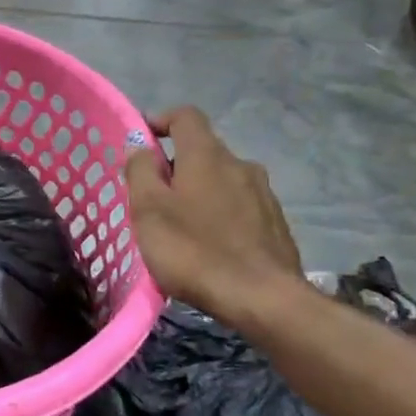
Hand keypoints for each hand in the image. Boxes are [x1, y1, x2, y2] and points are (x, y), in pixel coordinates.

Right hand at [124, 106, 304, 327]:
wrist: (264, 300)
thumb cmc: (195, 251)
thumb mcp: (149, 210)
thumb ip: (140, 170)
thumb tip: (139, 143)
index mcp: (207, 155)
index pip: (185, 116)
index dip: (160, 121)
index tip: (142, 143)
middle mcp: (240, 164)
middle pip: (203, 150)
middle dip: (176, 166)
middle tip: (153, 198)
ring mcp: (264, 194)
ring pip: (222, 180)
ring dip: (199, 192)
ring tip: (181, 226)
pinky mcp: (276, 223)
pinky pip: (240, 206)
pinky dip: (220, 214)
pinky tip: (210, 246)